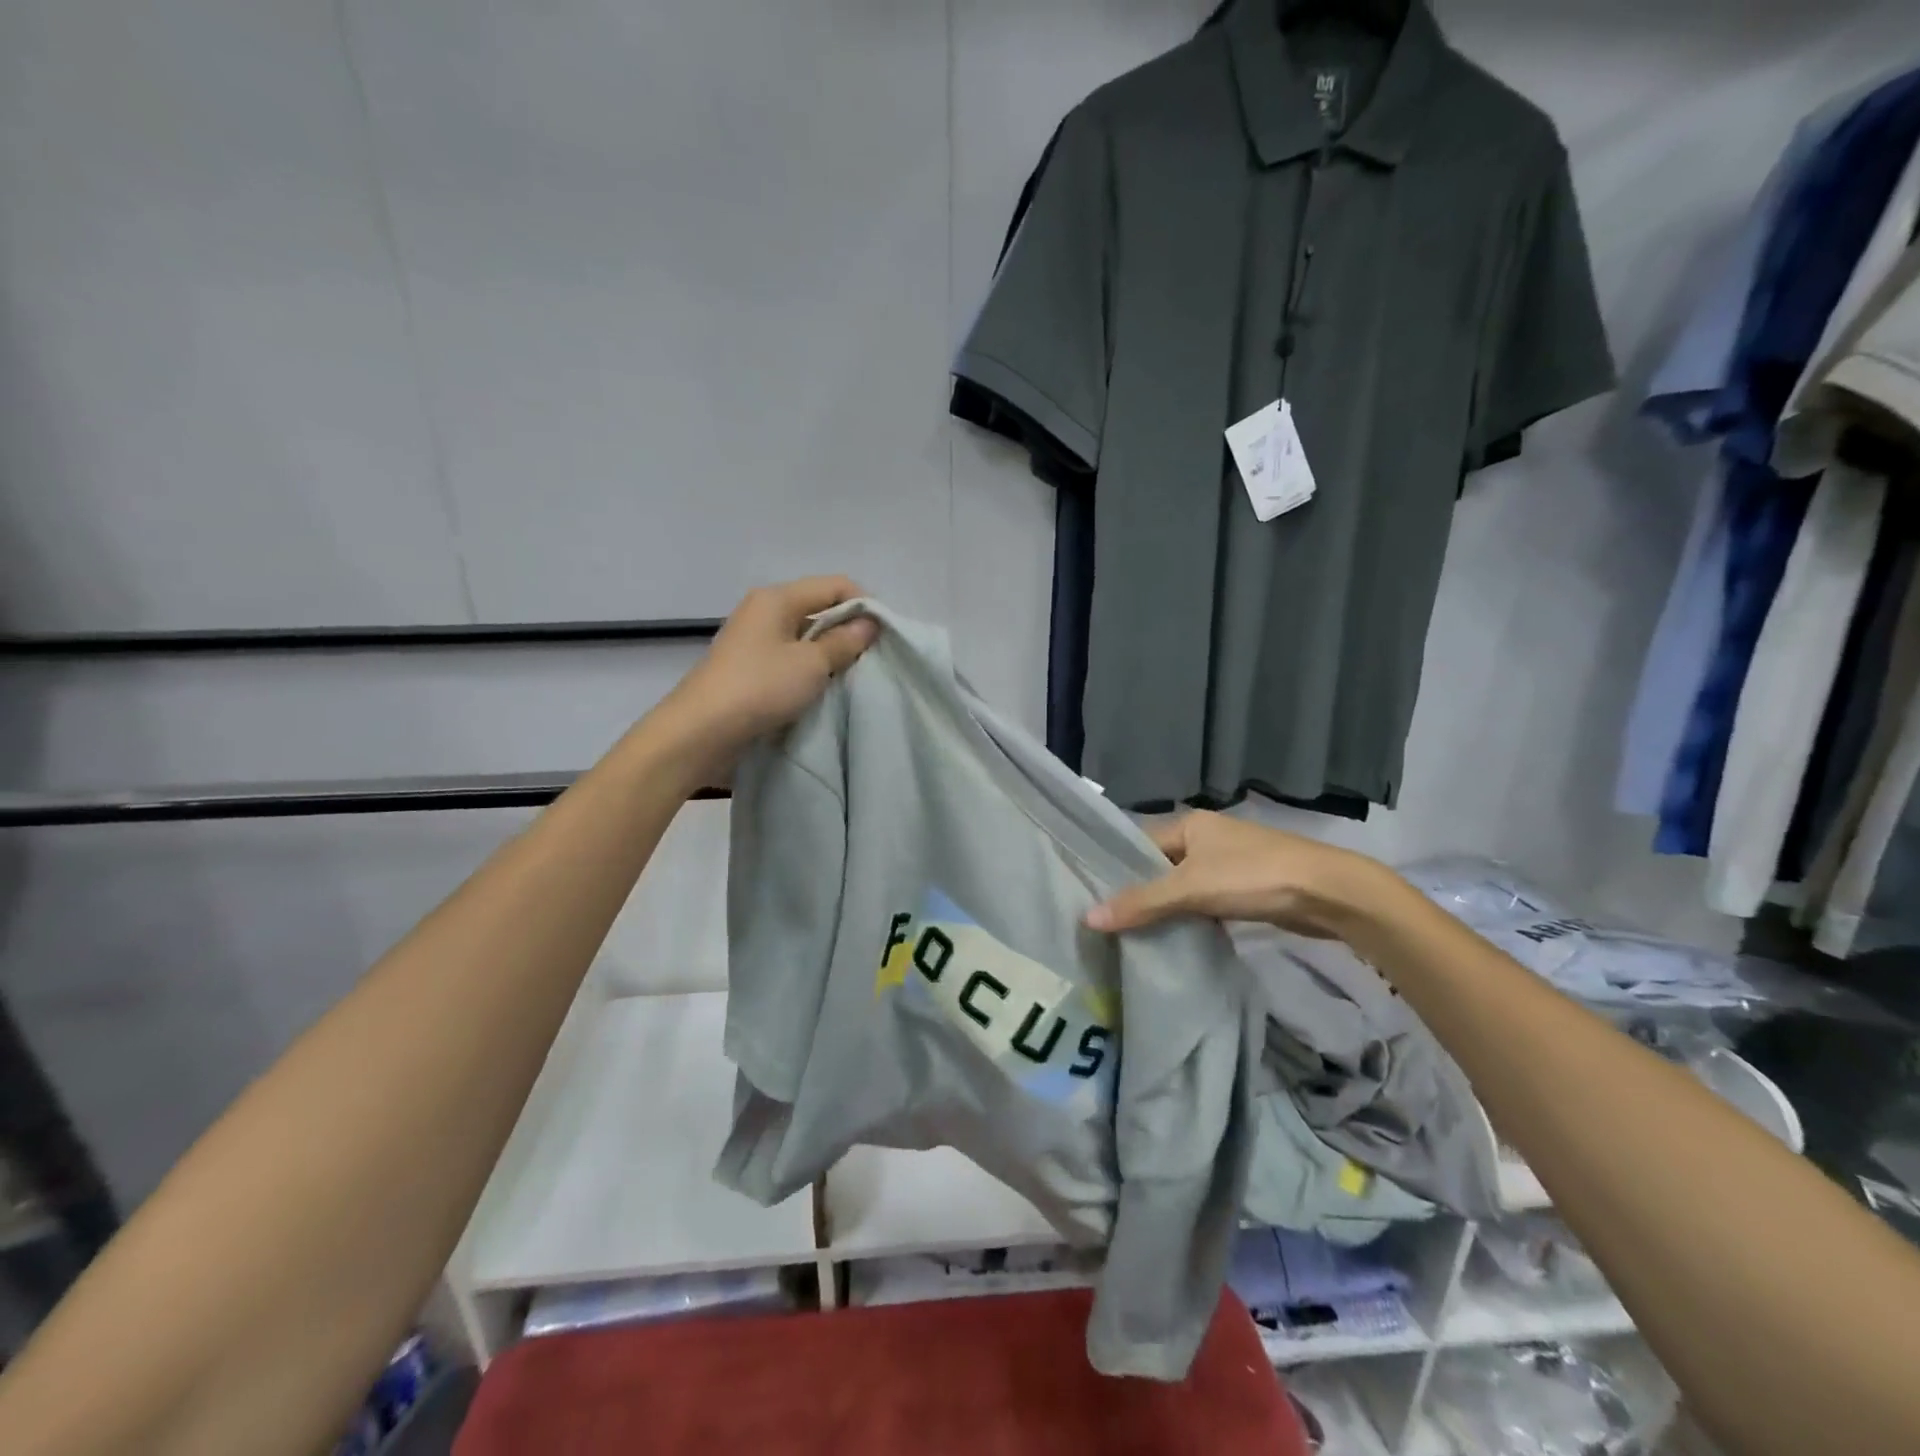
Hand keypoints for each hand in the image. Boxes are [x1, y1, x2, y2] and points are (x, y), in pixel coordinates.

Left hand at [657, 576, 877, 769]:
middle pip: (820, 609)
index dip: (865, 605)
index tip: (886, 636)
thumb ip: (844, 642)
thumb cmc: (760, 688)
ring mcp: (754, 642)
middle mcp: (764, 612)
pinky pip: (791, 660)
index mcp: (777, 598)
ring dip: (830, 654)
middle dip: (849, 631)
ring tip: (853, 677)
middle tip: (874, 660)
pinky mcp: (750, 670)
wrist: (701, 732)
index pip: (835, 585)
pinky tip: (824, 690)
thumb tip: (869, 624)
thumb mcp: (811, 664)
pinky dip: (811, 671)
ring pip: (806, 638)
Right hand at [1084, 811, 1395, 938]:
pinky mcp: (1243, 888)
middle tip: (1105, 923)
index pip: (1138, 844)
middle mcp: (1205, 837)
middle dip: (1137, 893)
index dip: (1115, 869)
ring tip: (1130, 935)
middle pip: (1159, 866)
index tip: (1089, 897)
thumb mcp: (1191, 888)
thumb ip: (1142, 902)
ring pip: (1181, 886)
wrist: (1328, 892)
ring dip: (1163, 908)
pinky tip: (1171, 939)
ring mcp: (1226, 863)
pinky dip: (1188, 917)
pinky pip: (1202, 901)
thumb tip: (1088, 917)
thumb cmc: (1254, 876)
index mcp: (1189, 823)